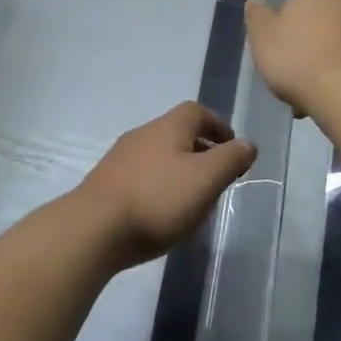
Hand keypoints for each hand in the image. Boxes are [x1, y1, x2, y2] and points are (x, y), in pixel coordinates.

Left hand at [71, 103, 256, 270]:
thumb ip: (230, 159)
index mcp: (169, 126)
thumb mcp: (205, 179)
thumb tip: (247, 144)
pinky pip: (142, 175)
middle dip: (201, 150)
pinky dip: (159, 185)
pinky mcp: (107, 182)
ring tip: (193, 198)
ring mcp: (122, 157)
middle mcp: (144, 133)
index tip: (232, 148)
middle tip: (217, 176)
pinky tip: (162, 212)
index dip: (218, 126)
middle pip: (178, 132)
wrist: (93, 228)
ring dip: (180, 169)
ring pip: (160, 154)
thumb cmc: (157, 200)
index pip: (198, 112)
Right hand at [244, 0, 340, 118]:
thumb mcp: (262, 39)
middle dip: (315, 45)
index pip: (297, 4)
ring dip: (336, 62)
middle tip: (300, 79)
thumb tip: (254, 2)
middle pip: (325, 22)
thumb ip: (256, 17)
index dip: (288, 30)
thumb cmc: (299, 60)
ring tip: (321, 99)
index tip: (282, 56)